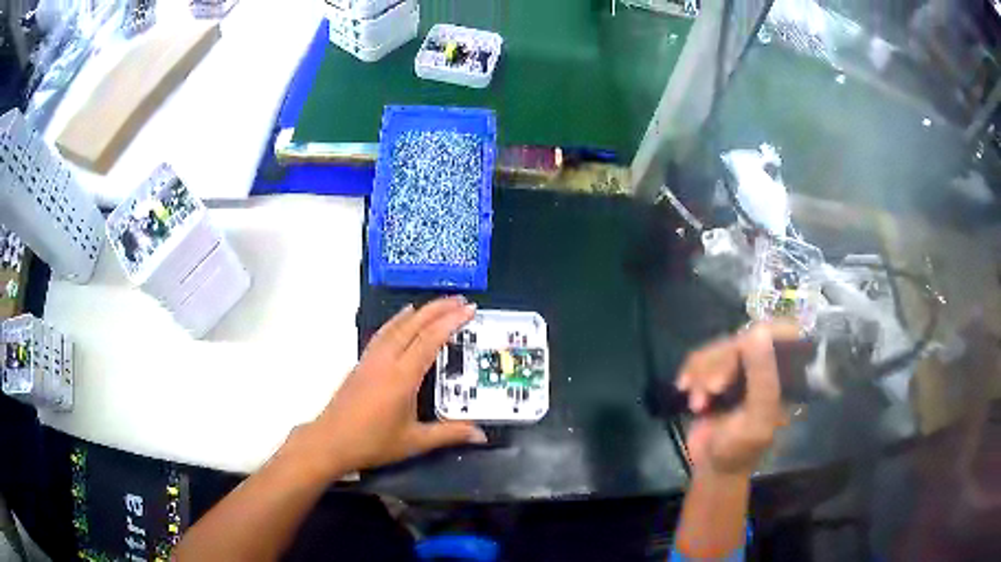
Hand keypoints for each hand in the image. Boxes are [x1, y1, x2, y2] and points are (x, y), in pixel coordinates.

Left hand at [295, 297, 486, 477]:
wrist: (331, 441)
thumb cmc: (371, 442)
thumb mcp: (415, 441)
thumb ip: (449, 433)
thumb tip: (480, 434)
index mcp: (402, 378)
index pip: (430, 340)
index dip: (451, 322)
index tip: (469, 310)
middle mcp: (386, 361)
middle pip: (414, 325)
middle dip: (439, 309)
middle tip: (461, 300)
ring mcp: (372, 359)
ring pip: (398, 325)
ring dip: (420, 311)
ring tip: (439, 303)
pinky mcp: (362, 362)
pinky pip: (384, 332)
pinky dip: (398, 319)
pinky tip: (404, 316)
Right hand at [676, 323, 798, 477]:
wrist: (711, 468)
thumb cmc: (739, 449)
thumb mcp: (756, 418)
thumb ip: (762, 377)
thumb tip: (759, 330)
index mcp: (786, 375)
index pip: (782, 334)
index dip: (762, 335)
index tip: (741, 349)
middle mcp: (766, 366)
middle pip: (744, 339)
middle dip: (722, 364)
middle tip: (711, 390)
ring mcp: (741, 369)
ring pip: (720, 346)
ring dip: (702, 373)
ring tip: (697, 403)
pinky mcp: (718, 373)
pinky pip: (702, 356)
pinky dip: (690, 371)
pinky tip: (684, 388)